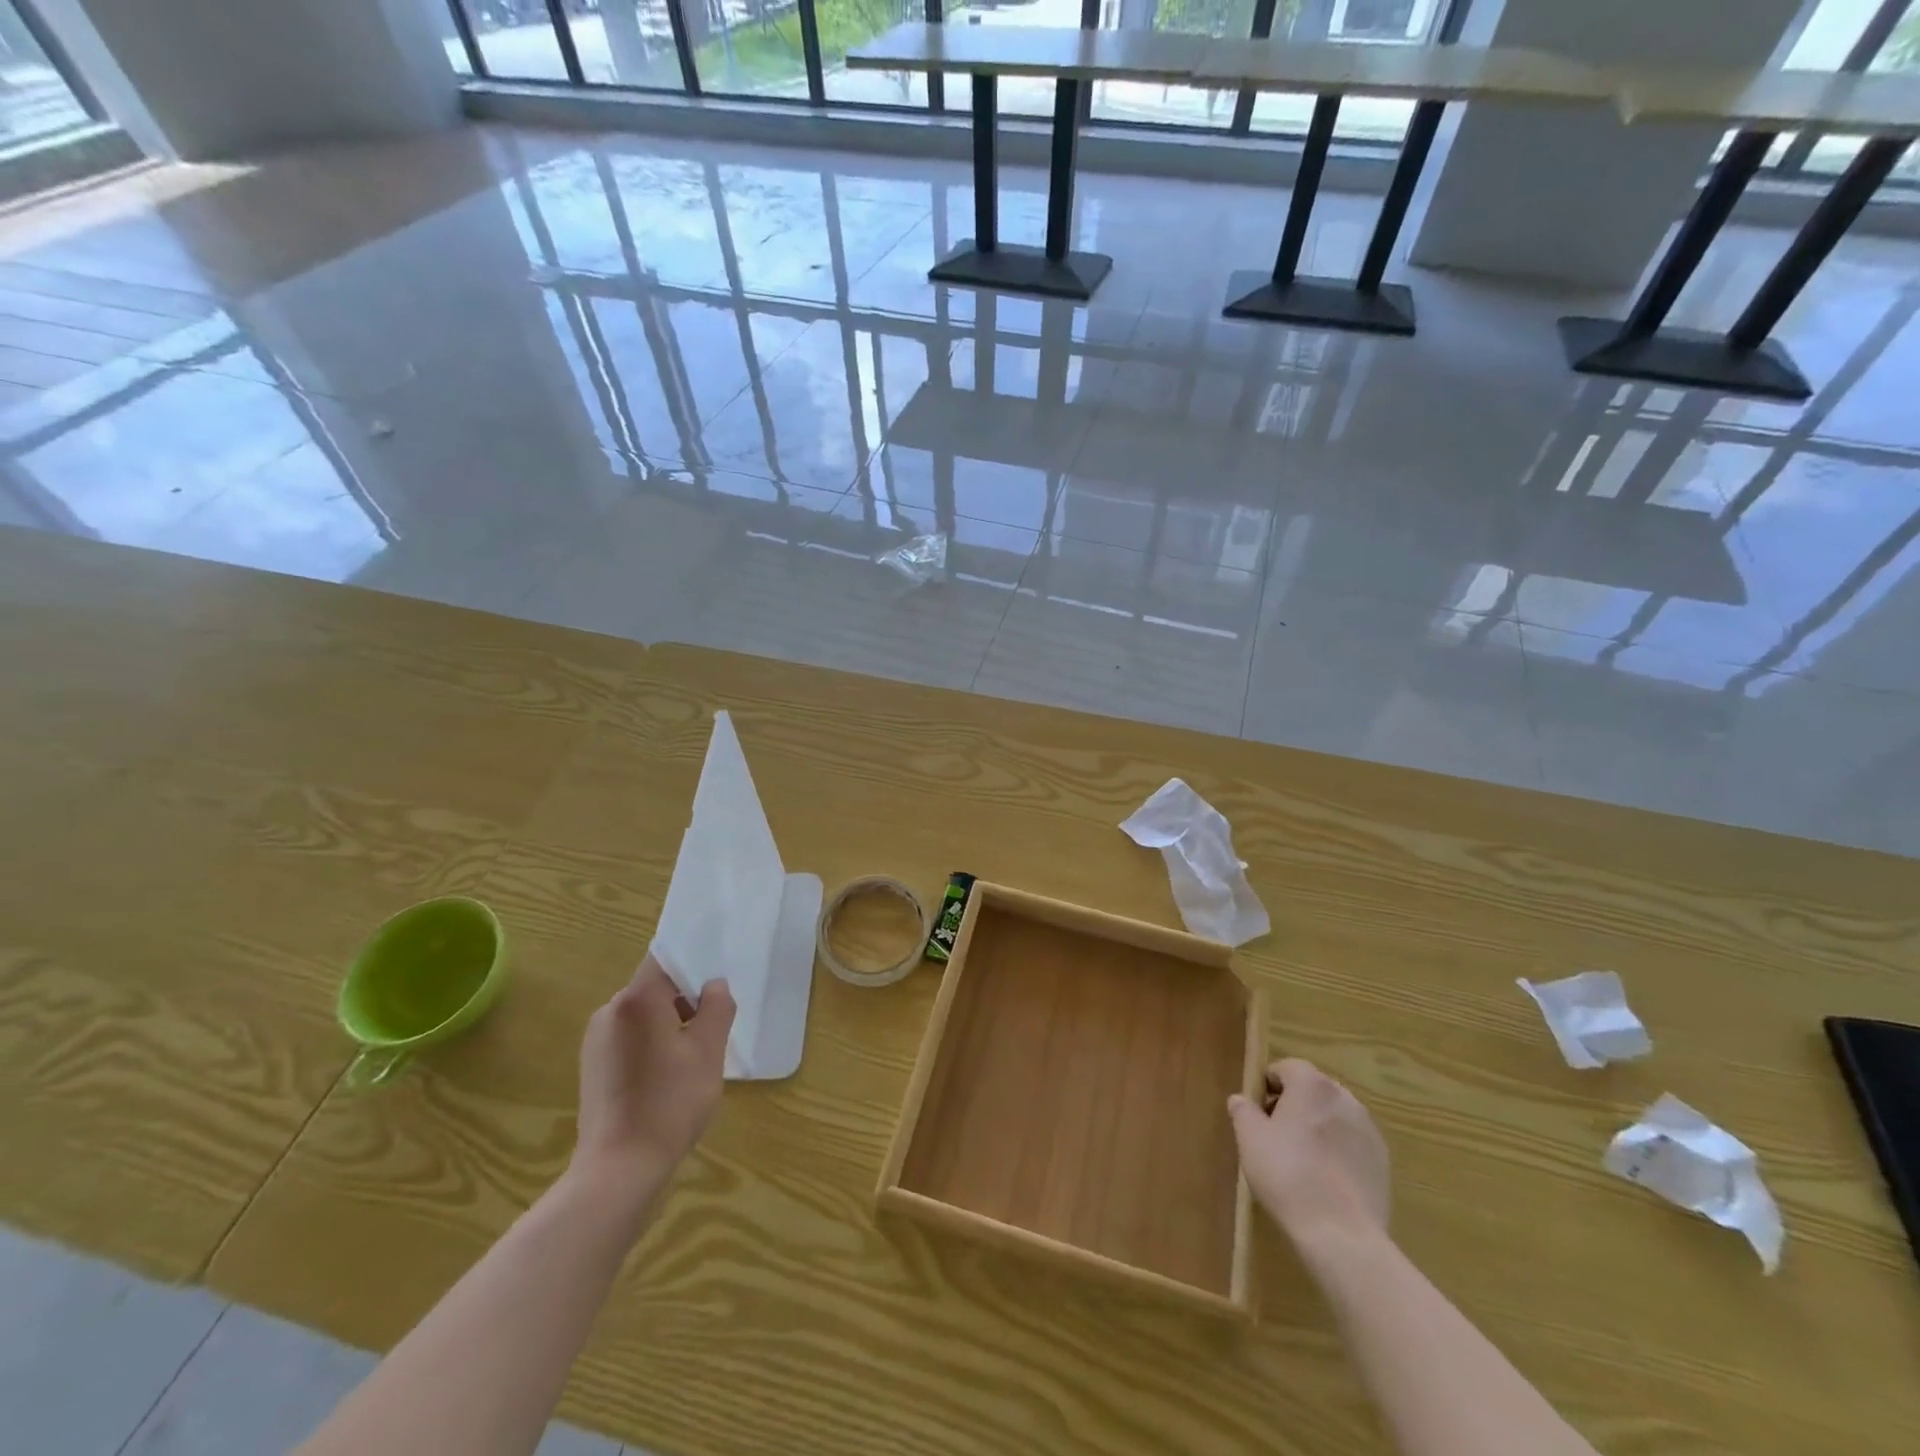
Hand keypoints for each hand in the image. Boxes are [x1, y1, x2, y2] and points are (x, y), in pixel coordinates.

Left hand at [571, 956, 734, 1211]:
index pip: (665, 958)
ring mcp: (596, 1040)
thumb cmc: (670, 1102)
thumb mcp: (709, 1051)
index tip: (715, 979)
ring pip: (643, 1014)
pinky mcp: (593, 1066)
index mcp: (636, 999)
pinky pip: (630, 1037)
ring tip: (693, 1057)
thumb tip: (714, 985)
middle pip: (654, 987)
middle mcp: (610, 1011)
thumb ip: (717, 1007)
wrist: (619, 1169)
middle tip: (713, 1026)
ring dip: (670, 1024)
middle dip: (685, 999)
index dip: (693, 961)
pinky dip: (652, 1044)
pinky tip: (668, 1076)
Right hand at [1228, 1058, 1389, 1245]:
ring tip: (1302, 1160)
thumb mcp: (1250, 1139)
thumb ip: (1243, 1111)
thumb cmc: (1288, 1175)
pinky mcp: (1383, 1161)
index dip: (1268, 1086)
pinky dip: (1338, 1151)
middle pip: (1312, 1090)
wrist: (1342, 1235)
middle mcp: (1344, 1097)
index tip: (1258, 1114)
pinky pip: (1352, 1143)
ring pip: (1333, 1116)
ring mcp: (1368, 1129)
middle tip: (1275, 1137)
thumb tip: (1241, 1100)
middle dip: (1293, 1105)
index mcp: (1312, 1084)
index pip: (1286, 1068)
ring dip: (1317, 1127)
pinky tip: (1325, 1179)